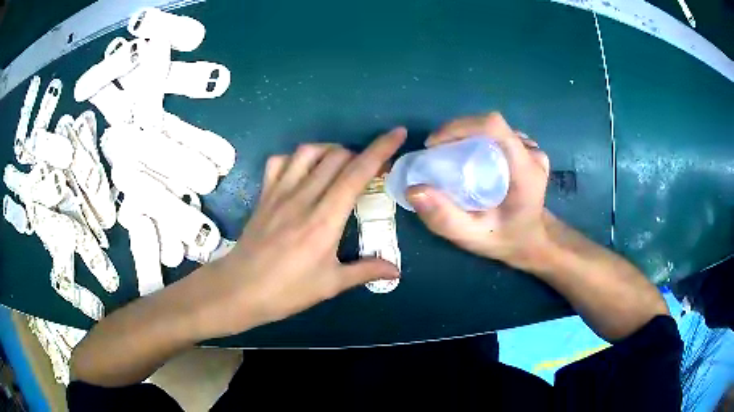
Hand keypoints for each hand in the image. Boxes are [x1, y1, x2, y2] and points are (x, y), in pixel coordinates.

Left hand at [210, 129, 406, 335]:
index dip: (380, 149)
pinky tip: (303, 172)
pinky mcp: (264, 195)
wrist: (240, 290)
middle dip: (360, 153)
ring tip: (340, 166)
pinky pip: (279, 162)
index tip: (397, 134)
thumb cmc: (287, 291)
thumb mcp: (330, 285)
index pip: (357, 173)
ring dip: (330, 151)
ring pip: (308, 152)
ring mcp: (279, 193)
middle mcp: (303, 198)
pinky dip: (295, 158)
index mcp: (325, 220)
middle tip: (371, 169)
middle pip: (336, 156)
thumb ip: (366, 271)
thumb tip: (396, 270)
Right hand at [406, 113, 550, 268]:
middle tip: (435, 153)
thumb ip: (445, 218)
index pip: (494, 127)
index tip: (434, 145)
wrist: (531, 241)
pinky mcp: (527, 150)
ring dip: (466, 135)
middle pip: (490, 125)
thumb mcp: (472, 237)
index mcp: (525, 171)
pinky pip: (498, 135)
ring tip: (448, 155)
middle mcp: (532, 154)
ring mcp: (532, 150)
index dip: (460, 127)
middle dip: (457, 132)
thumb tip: (413, 190)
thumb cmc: (505, 239)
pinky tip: (467, 156)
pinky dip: (476, 139)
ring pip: (493, 128)